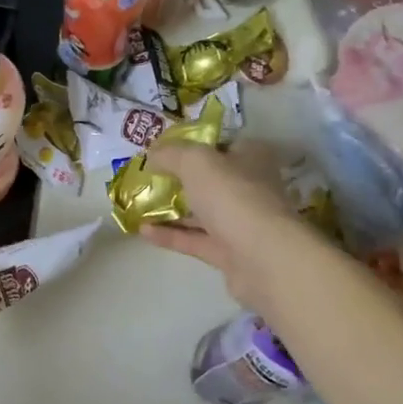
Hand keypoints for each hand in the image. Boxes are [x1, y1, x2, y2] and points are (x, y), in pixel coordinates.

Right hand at [138, 141, 322, 311]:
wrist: (263, 258)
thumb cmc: (233, 196)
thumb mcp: (196, 162)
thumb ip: (171, 154)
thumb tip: (153, 153)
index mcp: (252, 158)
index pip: (223, 145)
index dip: (194, 145)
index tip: (164, 150)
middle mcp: (250, 188)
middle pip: (211, 180)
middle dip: (180, 179)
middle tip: (148, 178)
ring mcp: (241, 223)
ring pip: (202, 212)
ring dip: (172, 209)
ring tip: (139, 205)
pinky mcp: (230, 253)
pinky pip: (196, 240)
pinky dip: (171, 235)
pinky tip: (143, 230)